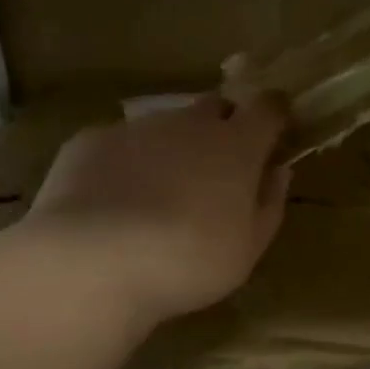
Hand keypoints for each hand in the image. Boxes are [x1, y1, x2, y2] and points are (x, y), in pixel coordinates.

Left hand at [20, 95, 290, 324]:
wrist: (92, 262)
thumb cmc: (188, 260)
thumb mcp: (248, 248)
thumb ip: (269, 203)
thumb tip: (278, 171)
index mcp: (237, 145)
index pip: (267, 106)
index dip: (274, 113)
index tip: (275, 131)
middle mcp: (190, 123)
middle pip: (216, 106)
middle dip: (223, 125)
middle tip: (217, 168)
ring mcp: (138, 128)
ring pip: (166, 125)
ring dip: (172, 147)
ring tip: (158, 193)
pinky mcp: (91, 141)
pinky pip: (120, 144)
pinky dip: (126, 163)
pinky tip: (112, 202)